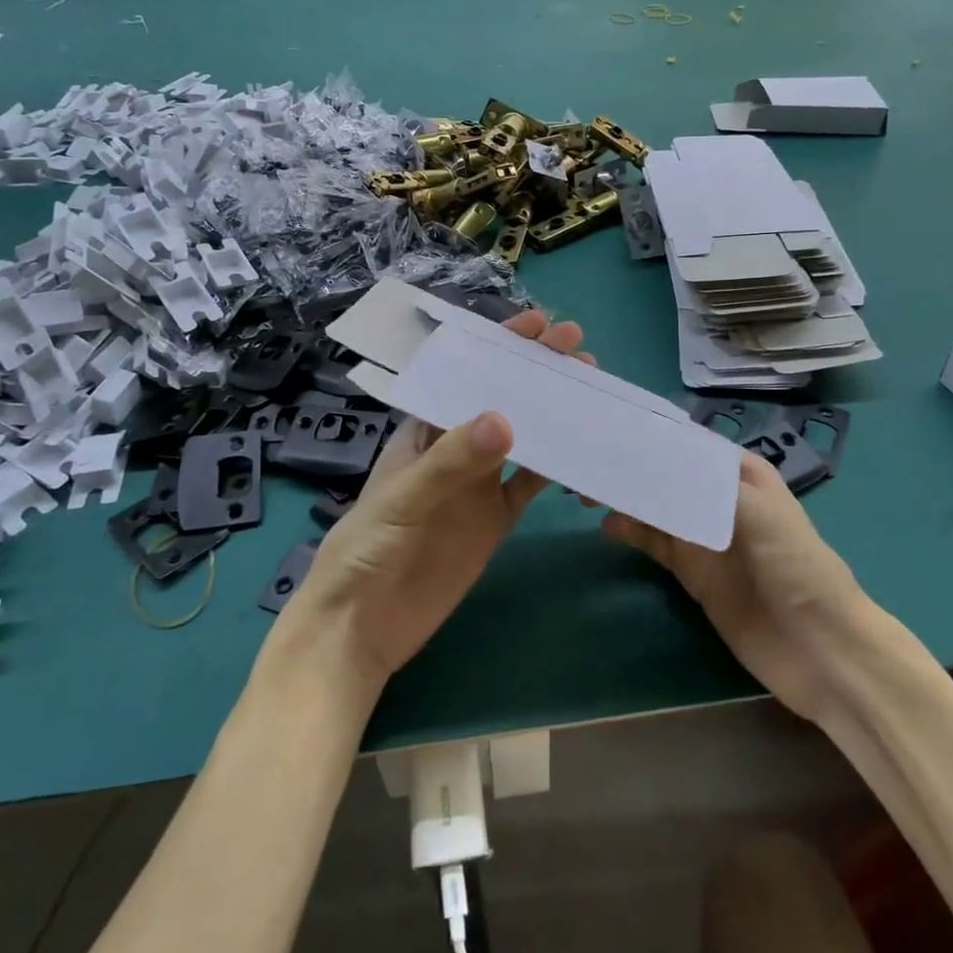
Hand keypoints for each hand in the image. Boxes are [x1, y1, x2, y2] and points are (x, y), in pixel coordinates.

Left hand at [286, 309, 588, 687]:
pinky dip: (556, 465)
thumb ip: (453, 461)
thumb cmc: (367, 549)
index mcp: (424, 430)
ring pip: (522, 437)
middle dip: (534, 371)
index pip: (464, 376)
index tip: (538, 324)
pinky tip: (583, 449)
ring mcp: (477, 484)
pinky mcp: (495, 519)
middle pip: (501, 399)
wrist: (363, 627)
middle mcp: (454, 448)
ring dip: (552, 412)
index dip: (499, 347)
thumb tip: (506, 419)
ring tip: (589, 386)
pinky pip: (530, 484)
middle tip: (577, 348)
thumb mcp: (404, 498)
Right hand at [605, 452, 869, 720]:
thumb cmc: (797, 567)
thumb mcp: (759, 513)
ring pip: (656, 505)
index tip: (613, 427)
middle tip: (591, 462)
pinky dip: (631, 531)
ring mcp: (704, 535)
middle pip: (667, 473)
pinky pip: (655, 541)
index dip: (653, 435)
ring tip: (589, 491)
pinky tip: (608, 526)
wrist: (821, 650)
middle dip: (632, 466)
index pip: (688, 443)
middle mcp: (719, 498)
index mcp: (741, 474)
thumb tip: (655, 461)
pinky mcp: (693, 571)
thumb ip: (707, 484)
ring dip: (627, 497)